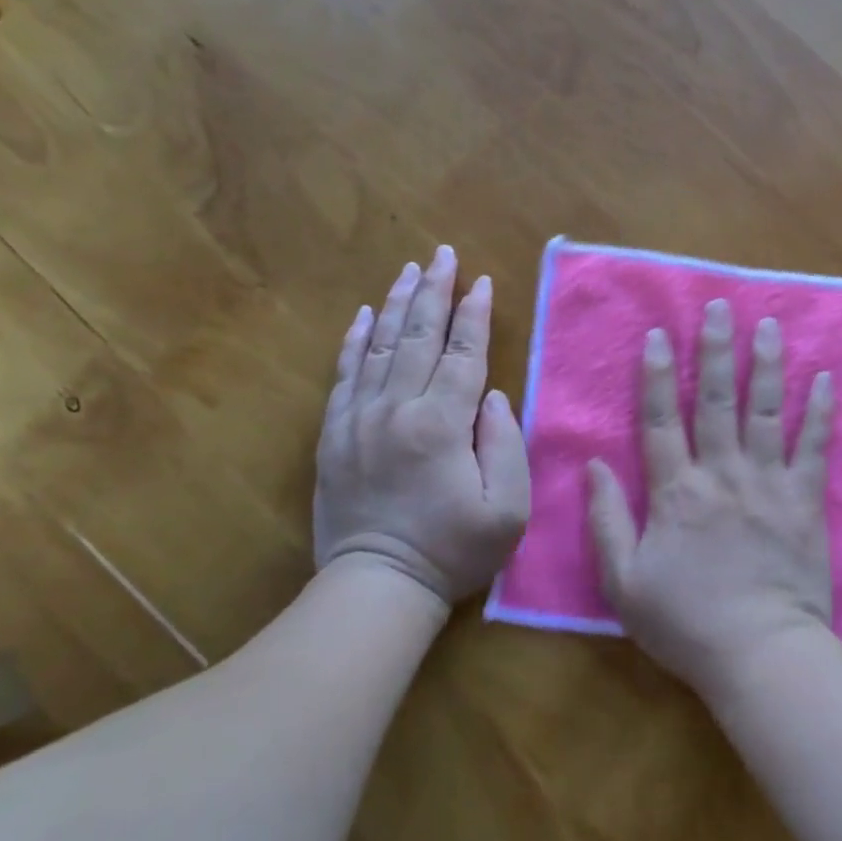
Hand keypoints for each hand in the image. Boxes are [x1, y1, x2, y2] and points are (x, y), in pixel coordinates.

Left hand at [314, 246, 530, 606]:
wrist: (377, 586)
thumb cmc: (453, 550)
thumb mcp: (507, 509)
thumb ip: (506, 445)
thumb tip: (493, 397)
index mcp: (442, 423)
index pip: (463, 354)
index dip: (475, 315)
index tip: (482, 281)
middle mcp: (397, 409)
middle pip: (419, 337)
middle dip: (435, 291)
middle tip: (442, 254)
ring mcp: (359, 419)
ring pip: (379, 346)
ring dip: (397, 304)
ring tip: (409, 270)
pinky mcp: (335, 435)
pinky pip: (344, 375)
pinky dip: (354, 341)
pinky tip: (363, 316)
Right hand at [587, 300, 835, 697]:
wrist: (760, 654)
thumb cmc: (687, 623)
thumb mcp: (624, 582)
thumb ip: (605, 520)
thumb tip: (593, 465)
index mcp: (675, 491)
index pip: (661, 420)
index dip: (658, 375)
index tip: (660, 334)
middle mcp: (721, 473)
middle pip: (717, 400)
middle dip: (716, 350)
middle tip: (720, 306)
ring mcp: (767, 483)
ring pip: (765, 411)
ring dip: (766, 365)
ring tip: (768, 325)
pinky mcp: (805, 500)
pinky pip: (814, 447)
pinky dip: (820, 412)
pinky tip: (825, 379)